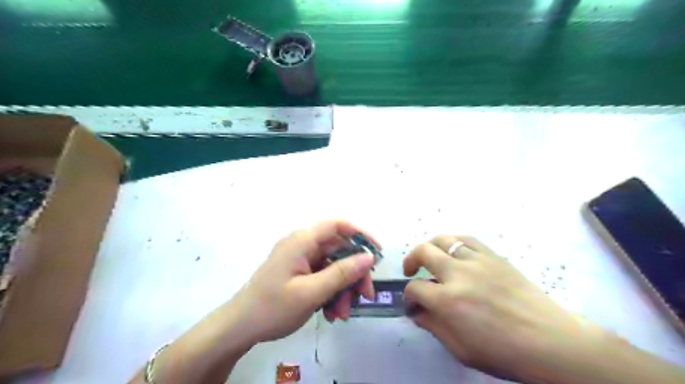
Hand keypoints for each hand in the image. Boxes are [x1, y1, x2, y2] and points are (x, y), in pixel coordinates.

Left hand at [232, 220, 379, 343]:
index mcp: (302, 241)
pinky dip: (331, 293)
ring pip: (333, 266)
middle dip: (354, 272)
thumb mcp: (310, 292)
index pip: (337, 225)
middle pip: (339, 249)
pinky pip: (323, 277)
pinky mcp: (300, 273)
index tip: (376, 253)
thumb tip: (368, 257)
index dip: (360, 234)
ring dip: (343, 288)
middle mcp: (303, 245)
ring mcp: (301, 260)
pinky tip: (332, 313)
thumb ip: (341, 273)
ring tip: (343, 313)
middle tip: (365, 295)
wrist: (239, 327)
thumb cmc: (272, 307)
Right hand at [402, 236, 606, 381]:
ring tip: (430, 256)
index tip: (412, 303)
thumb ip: (433, 326)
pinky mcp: (493, 256)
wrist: (550, 341)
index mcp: (447, 301)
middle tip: (411, 271)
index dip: (409, 296)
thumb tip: (416, 312)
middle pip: (423, 252)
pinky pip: (467, 239)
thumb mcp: (461, 349)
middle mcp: (458, 274)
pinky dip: (454, 242)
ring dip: (430, 247)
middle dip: (411, 260)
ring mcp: (477, 260)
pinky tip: (454, 251)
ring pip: (444, 240)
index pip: (415, 289)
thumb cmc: (503, 352)